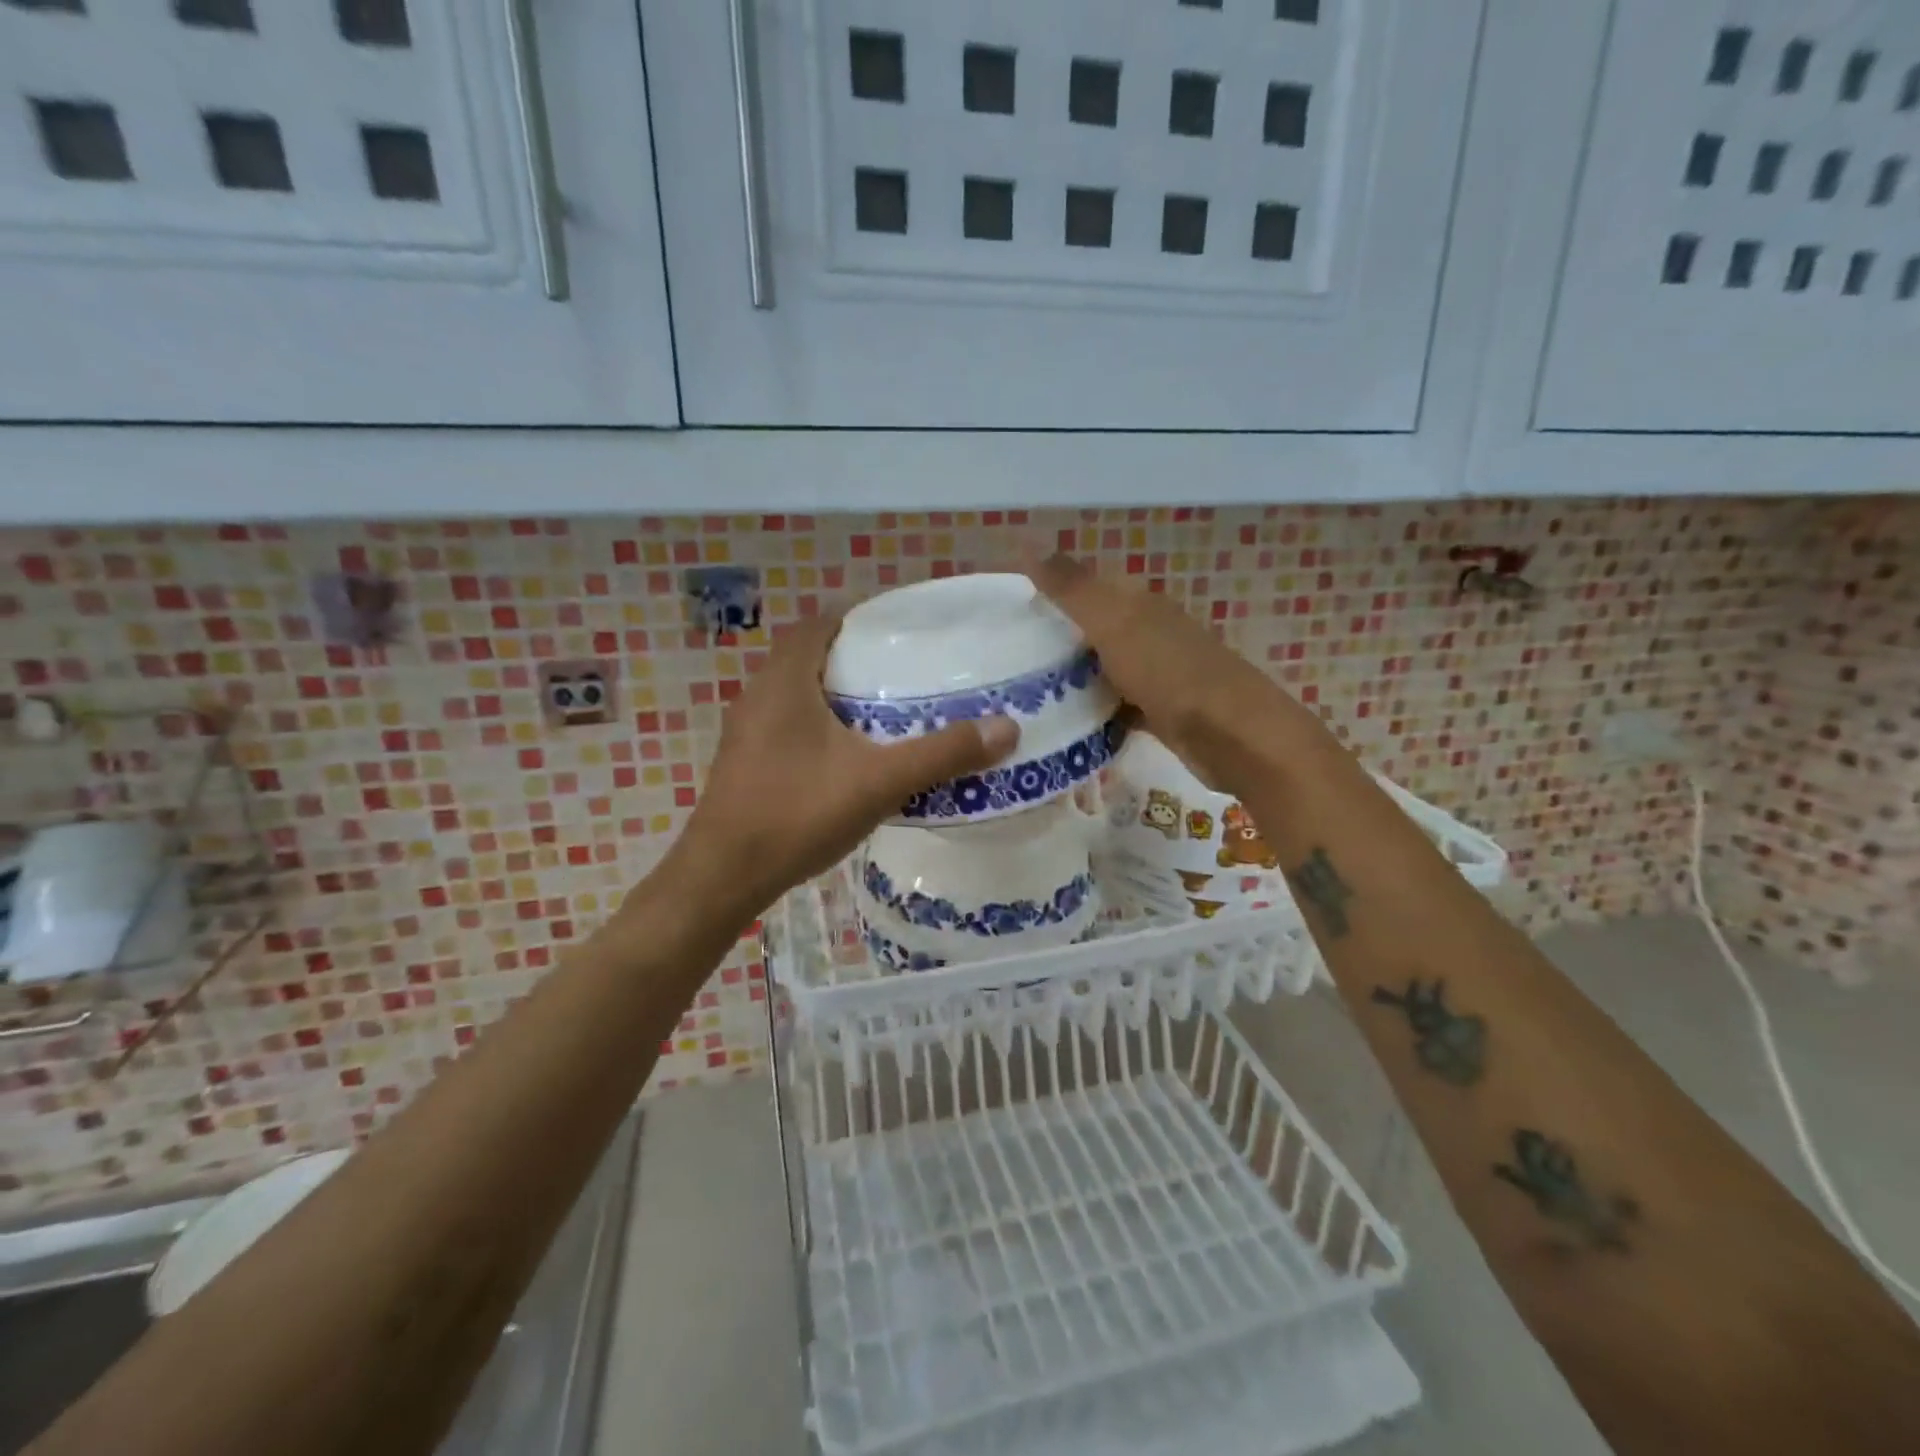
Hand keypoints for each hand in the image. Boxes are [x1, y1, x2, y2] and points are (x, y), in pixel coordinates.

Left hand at [666, 613, 1019, 913]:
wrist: (724, 876)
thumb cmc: (797, 814)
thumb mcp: (879, 782)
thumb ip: (941, 754)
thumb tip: (1006, 728)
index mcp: (786, 681)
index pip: (821, 623)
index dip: (860, 617)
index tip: (903, 630)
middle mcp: (760, 695)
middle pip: (811, 655)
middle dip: (856, 656)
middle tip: (906, 670)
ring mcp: (747, 730)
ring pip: (797, 692)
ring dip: (837, 692)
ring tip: (886, 708)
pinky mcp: (746, 761)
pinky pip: (788, 723)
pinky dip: (820, 723)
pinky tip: (850, 755)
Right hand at [1027, 553, 1305, 791]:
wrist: (1231, 735)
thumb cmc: (1169, 672)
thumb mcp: (1114, 623)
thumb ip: (1073, 589)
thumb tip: (1029, 547)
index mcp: (1139, 603)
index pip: (1087, 586)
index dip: (1051, 593)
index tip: (1009, 614)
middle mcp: (1150, 632)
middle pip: (1093, 630)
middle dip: (1056, 641)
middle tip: (1007, 661)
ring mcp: (1157, 673)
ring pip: (1103, 669)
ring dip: (1072, 679)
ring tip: (1025, 695)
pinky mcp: (1160, 712)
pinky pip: (1116, 706)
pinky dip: (1095, 713)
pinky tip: (1066, 726)